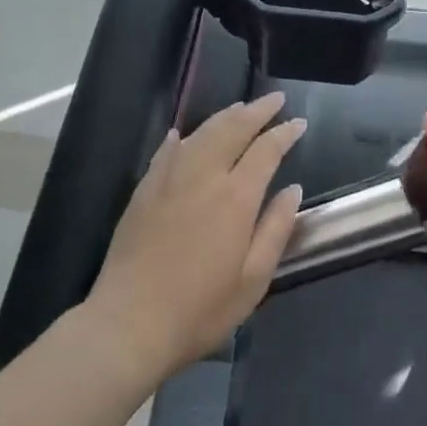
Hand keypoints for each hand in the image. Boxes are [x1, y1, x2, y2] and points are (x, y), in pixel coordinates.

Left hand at [86, 93, 304, 382]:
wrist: (128, 326)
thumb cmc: (199, 310)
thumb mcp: (253, 280)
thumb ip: (276, 229)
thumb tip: (293, 189)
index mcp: (236, 197)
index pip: (266, 150)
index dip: (284, 133)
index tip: (299, 123)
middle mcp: (204, 176)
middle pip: (233, 128)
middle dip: (257, 110)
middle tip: (274, 99)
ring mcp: (170, 180)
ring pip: (201, 133)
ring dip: (225, 116)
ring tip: (240, 108)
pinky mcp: (144, 192)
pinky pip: (166, 152)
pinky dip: (181, 137)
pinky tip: (182, 133)